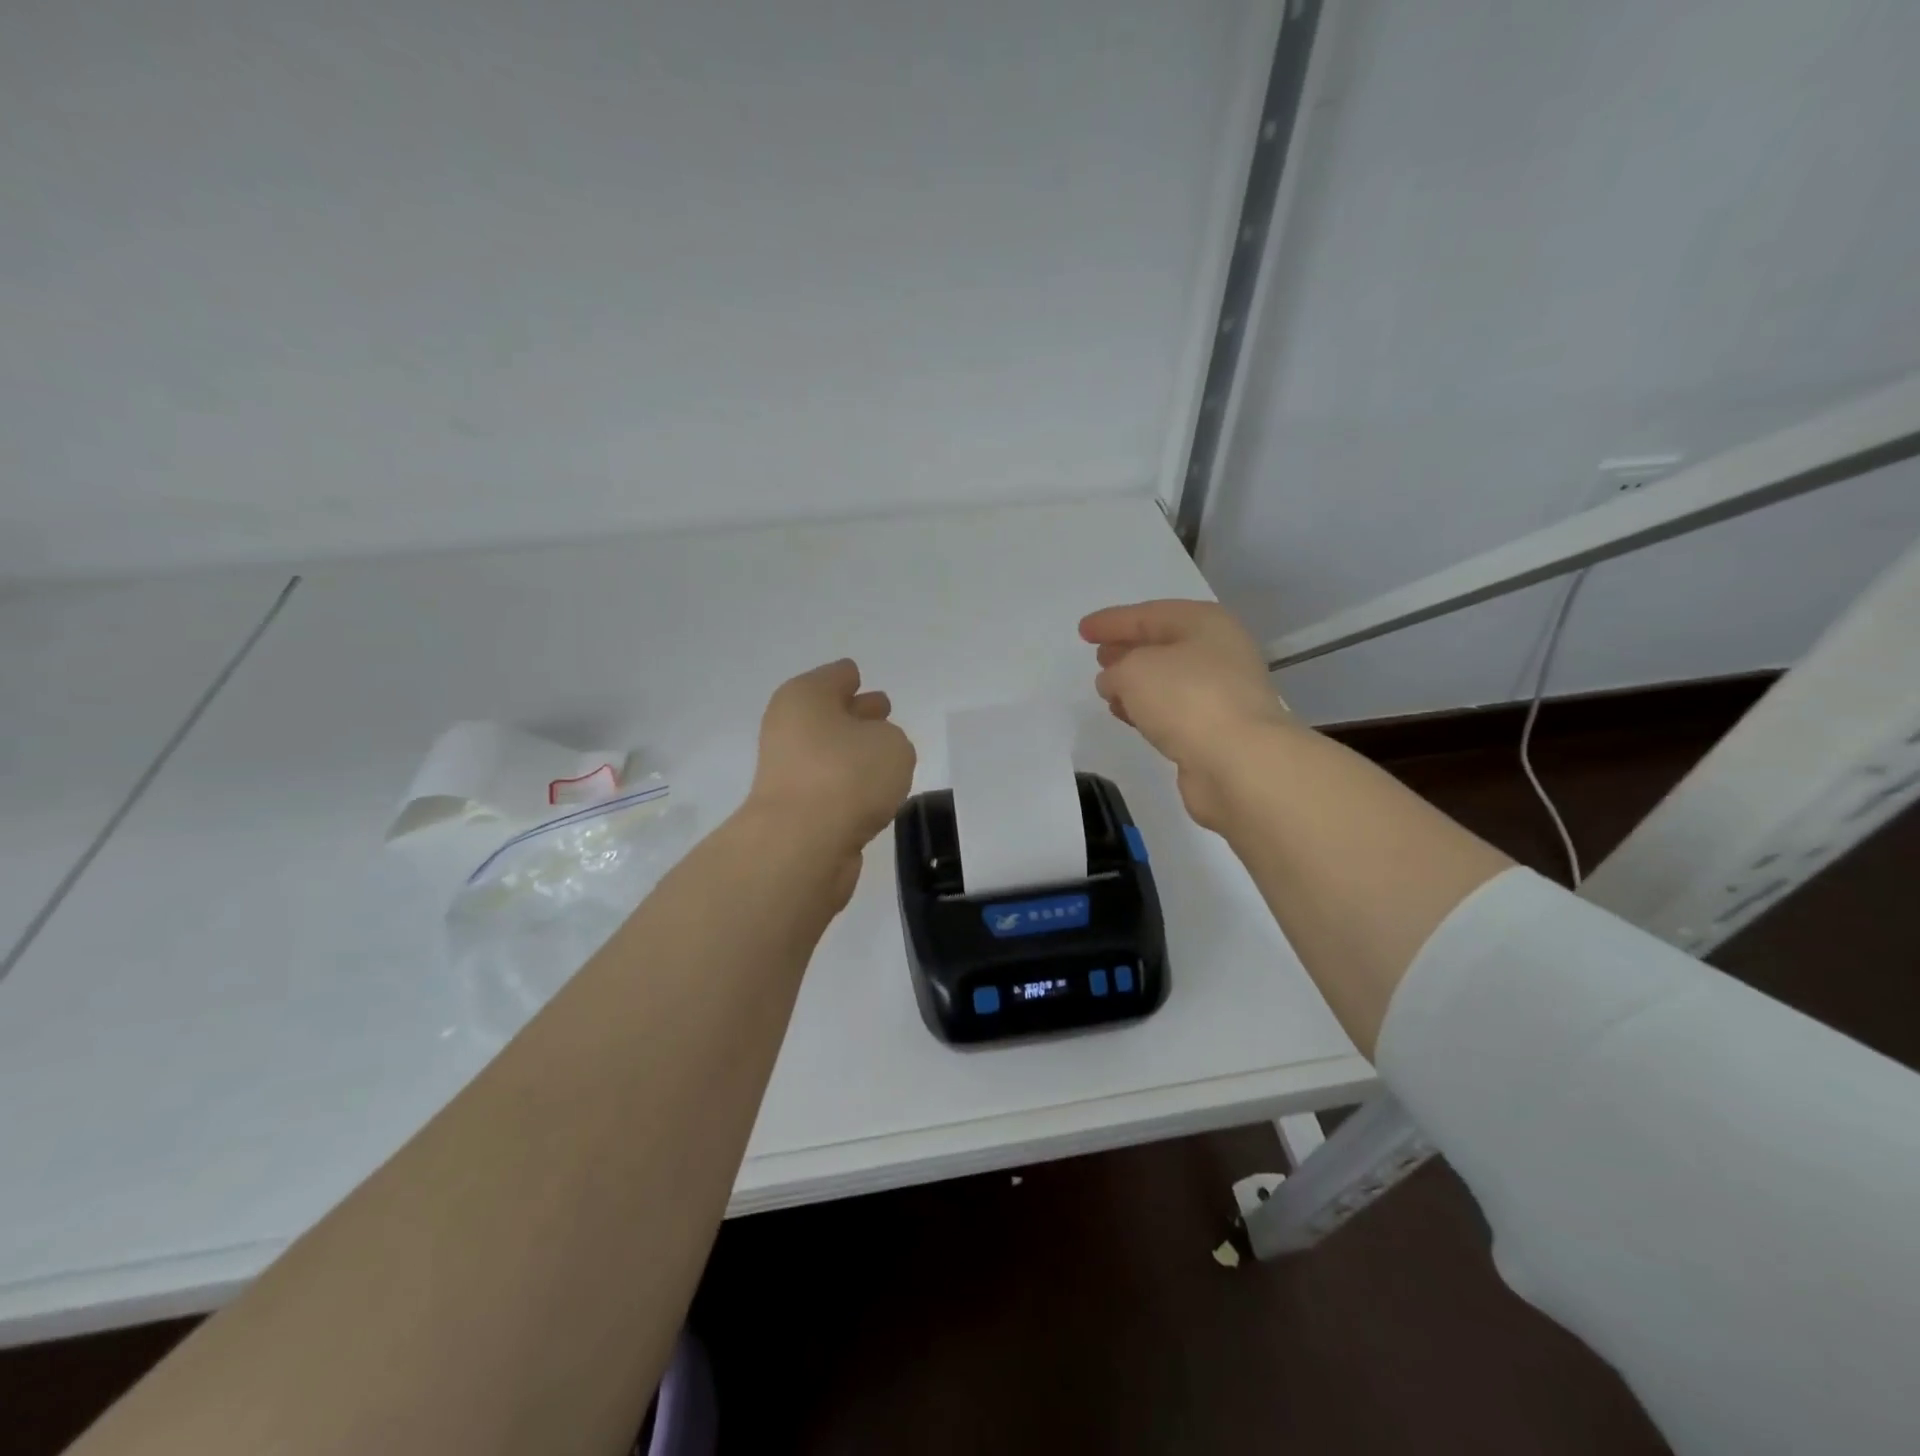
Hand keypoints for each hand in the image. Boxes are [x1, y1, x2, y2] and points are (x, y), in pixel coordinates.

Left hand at [746, 658, 916, 868]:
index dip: (852, 677)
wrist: (802, 845)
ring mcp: (789, 772)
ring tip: (887, 758)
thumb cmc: (847, 775)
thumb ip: (890, 739)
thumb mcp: (891, 744)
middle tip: (883, 712)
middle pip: (829, 713)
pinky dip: (847, 789)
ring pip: (830, 752)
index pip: (837, 676)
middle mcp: (790, 728)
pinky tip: (871, 795)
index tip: (863, 681)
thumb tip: (871, 752)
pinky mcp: (795, 811)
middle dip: (856, 713)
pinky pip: (830, 787)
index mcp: (806, 698)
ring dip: (854, 754)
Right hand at [1079, 600, 1291, 830]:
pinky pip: (1174, 710)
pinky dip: (1149, 709)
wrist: (1239, 762)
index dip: (1112, 621)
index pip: (1149, 614)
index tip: (1082, 631)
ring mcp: (1222, 692)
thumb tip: (1114, 682)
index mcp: (1205, 623)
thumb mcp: (1134, 671)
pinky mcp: (1218, 729)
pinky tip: (1129, 716)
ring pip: (1168, 679)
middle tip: (1098, 656)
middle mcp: (1219, 652)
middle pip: (1164, 644)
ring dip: (1137, 683)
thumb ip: (1116, 670)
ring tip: (1107, 690)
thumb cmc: (1187, 699)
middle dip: (1128, 649)